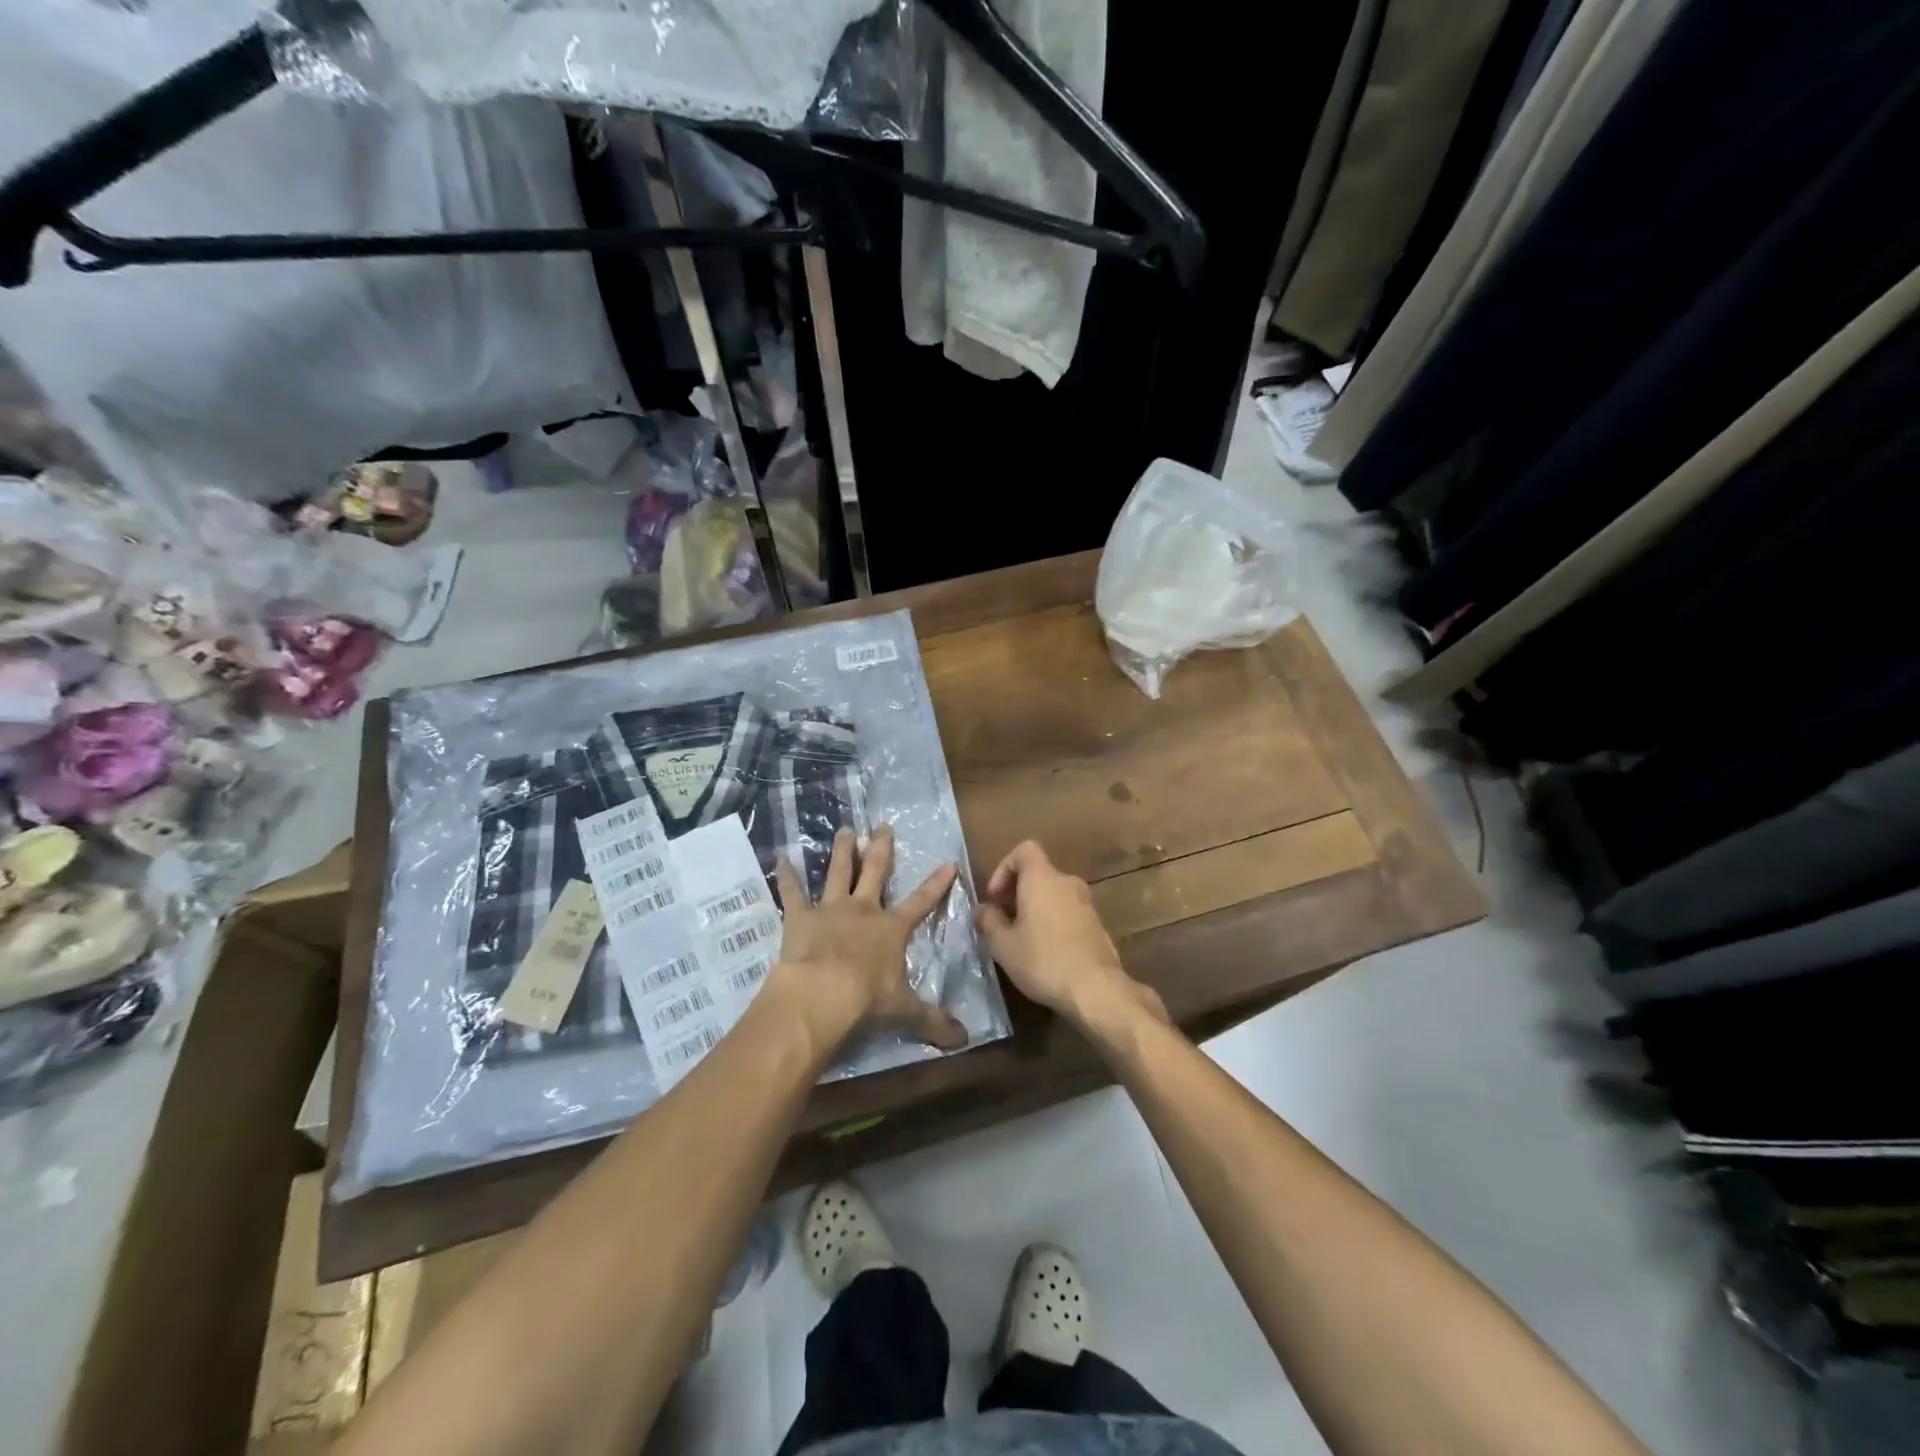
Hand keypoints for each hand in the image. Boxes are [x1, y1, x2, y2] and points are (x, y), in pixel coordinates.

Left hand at [769, 825, 967, 1057]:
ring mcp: (830, 909)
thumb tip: (965, 1040)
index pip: (921, 902)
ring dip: (842, 851)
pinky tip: (779, 858)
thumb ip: (932, 1020)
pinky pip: (791, 892)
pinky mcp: (800, 917)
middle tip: (882, 826)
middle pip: (876, 872)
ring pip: (838, 872)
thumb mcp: (905, 1011)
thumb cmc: (867, 1000)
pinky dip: (785, 875)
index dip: (936, 884)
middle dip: (882, 848)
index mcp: (891, 929)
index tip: (948, 862)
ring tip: (845, 830)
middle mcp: (863, 910)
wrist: (822, 994)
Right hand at [974, 841, 1164, 1030]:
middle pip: (1038, 873)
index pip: (1024, 850)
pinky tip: (1046, 951)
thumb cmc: (1043, 960)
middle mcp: (1066, 882)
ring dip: (1035, 908)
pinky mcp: (1097, 924)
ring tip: (1022, 939)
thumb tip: (982, 910)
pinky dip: (1053, 921)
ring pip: (1053, 894)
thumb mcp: (1003, 945)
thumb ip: (988, 921)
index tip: (995, 897)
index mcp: (1042, 878)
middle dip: (1017, 892)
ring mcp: (1086, 902)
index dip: (1004, 867)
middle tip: (1003, 921)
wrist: (1096, 989)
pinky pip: (1068, 911)